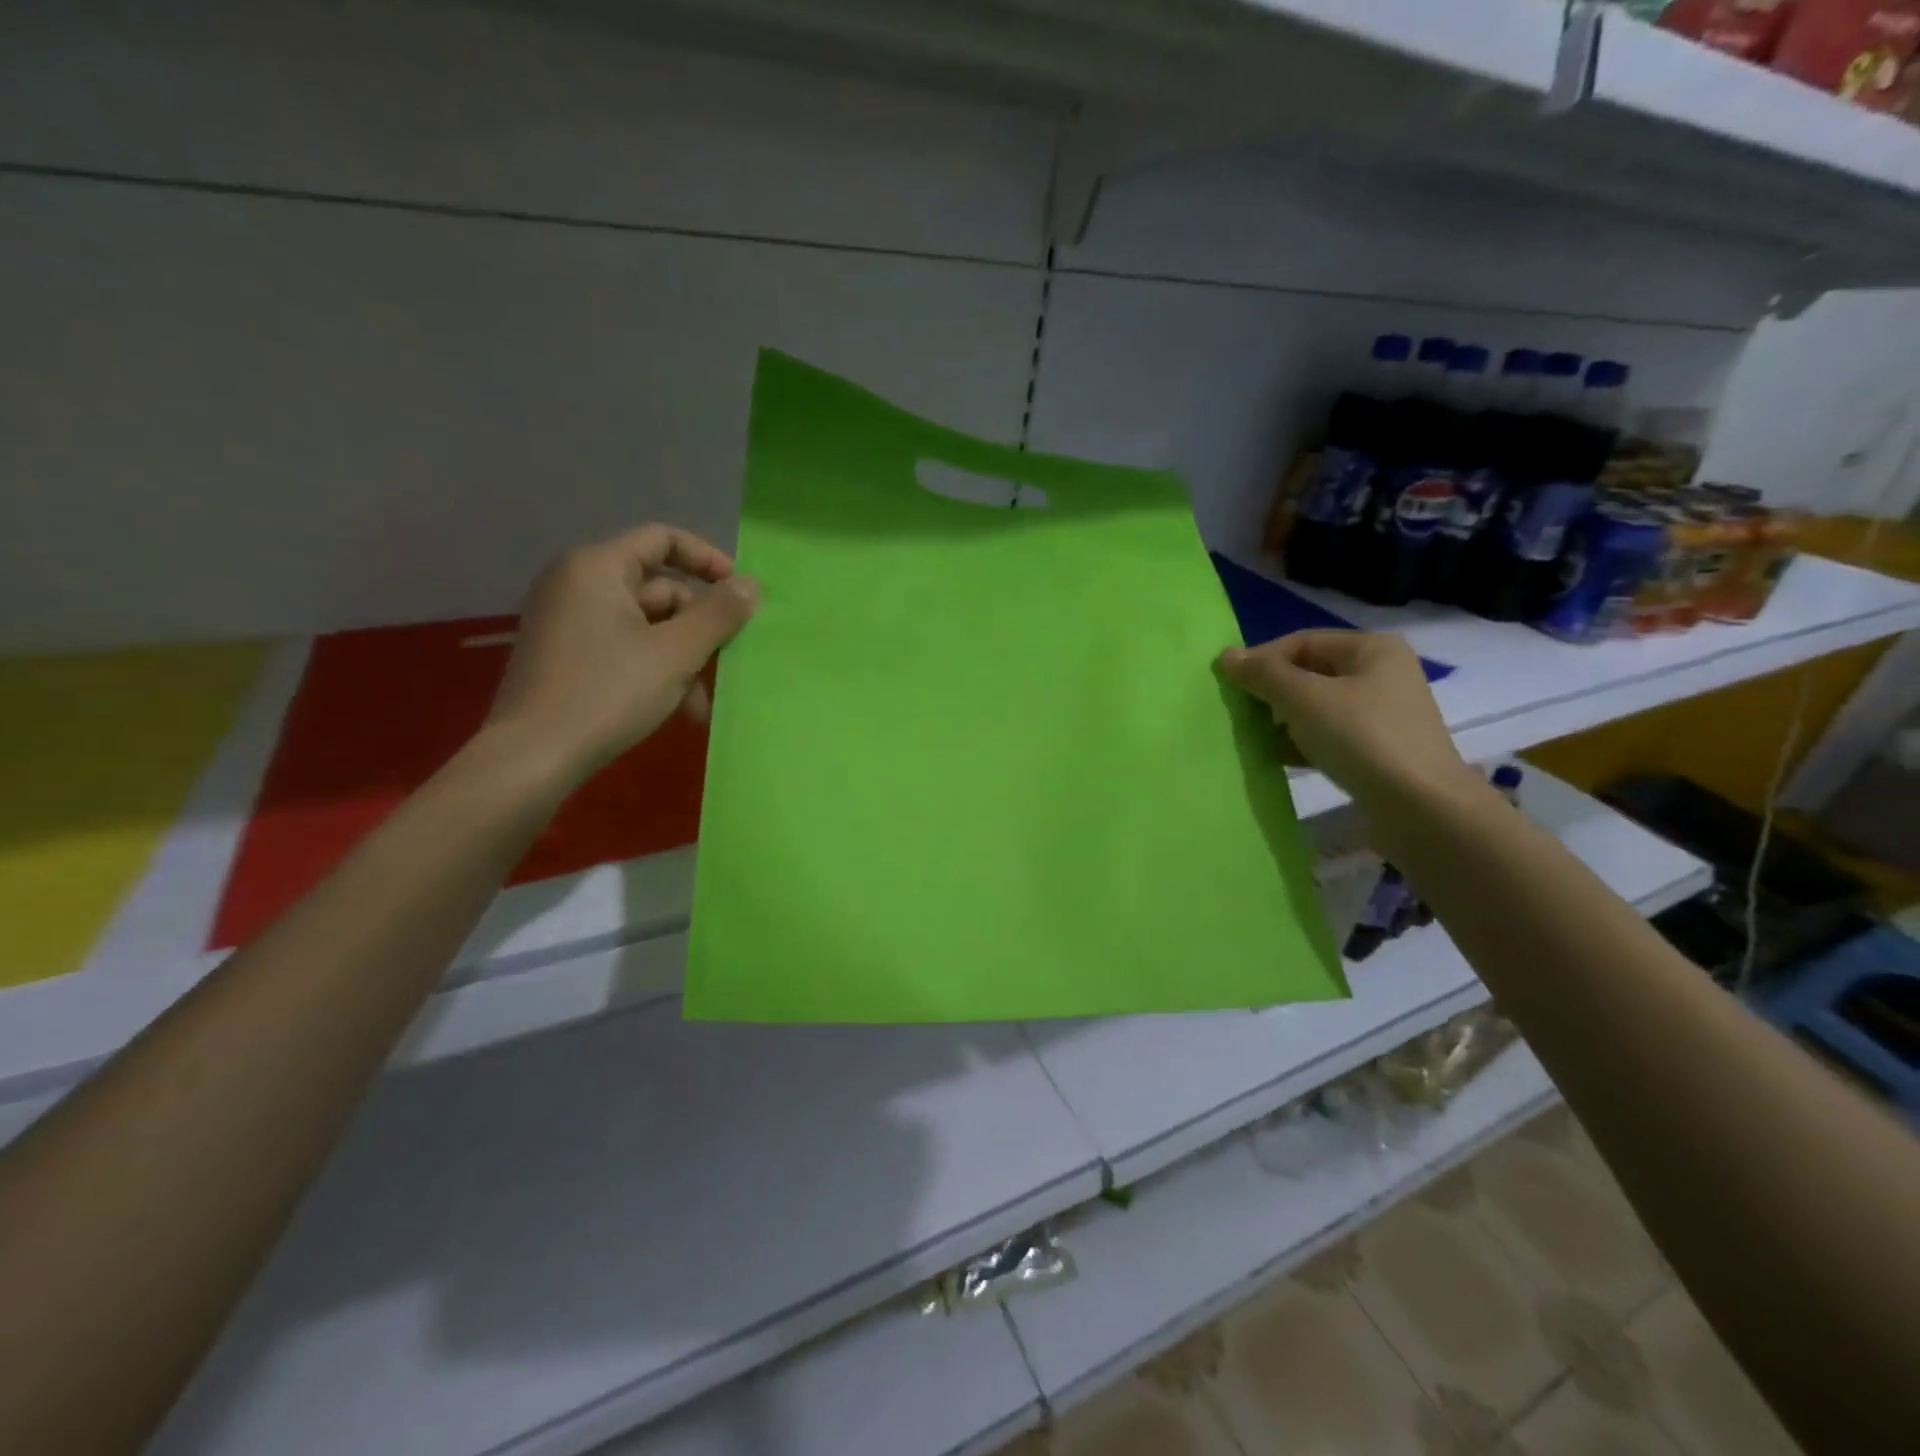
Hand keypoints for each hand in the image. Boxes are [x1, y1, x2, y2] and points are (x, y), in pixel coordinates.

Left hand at [484, 524, 757, 785]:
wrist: (532, 758)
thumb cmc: (608, 694)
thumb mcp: (676, 654)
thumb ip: (718, 615)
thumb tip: (751, 584)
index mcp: (598, 568)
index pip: (663, 539)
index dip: (708, 560)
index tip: (740, 595)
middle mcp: (577, 584)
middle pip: (659, 589)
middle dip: (697, 630)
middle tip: (724, 665)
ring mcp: (568, 622)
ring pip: (646, 626)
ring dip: (682, 660)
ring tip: (699, 705)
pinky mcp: (566, 655)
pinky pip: (624, 647)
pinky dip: (654, 670)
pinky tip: (674, 709)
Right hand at [1218, 630, 1476, 813]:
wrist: (1420, 808)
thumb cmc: (1361, 739)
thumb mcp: (1304, 699)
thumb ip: (1263, 674)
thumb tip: (1226, 655)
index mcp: (1371, 649)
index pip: (1301, 642)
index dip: (1262, 660)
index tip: (1230, 686)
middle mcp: (1380, 674)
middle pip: (1308, 673)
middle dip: (1271, 692)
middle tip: (1241, 714)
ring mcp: (1381, 714)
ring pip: (1316, 707)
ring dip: (1282, 720)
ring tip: (1255, 738)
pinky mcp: (1376, 749)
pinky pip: (1328, 735)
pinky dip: (1301, 742)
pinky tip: (1278, 758)